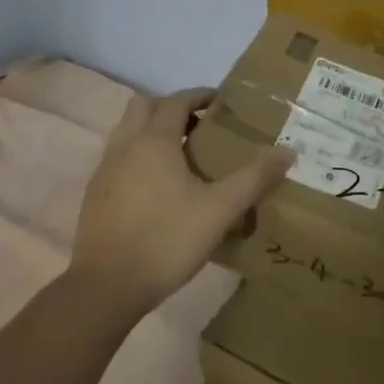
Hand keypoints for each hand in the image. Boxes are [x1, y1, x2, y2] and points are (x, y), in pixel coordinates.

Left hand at [69, 88, 292, 318]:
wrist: (105, 288)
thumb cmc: (166, 240)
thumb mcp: (219, 211)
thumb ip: (254, 179)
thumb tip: (288, 151)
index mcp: (154, 141)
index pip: (176, 101)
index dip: (199, 96)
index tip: (221, 103)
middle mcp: (125, 146)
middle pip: (144, 107)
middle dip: (171, 108)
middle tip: (200, 127)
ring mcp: (105, 171)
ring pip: (128, 132)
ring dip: (153, 132)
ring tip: (183, 157)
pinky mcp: (95, 196)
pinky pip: (119, 159)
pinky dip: (139, 157)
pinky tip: (159, 189)